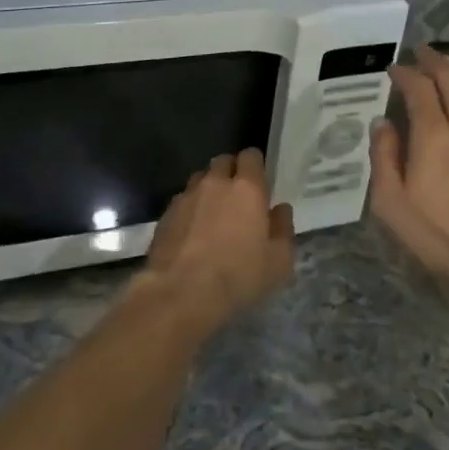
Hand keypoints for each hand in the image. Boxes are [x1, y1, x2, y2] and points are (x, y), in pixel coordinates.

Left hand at [142, 149, 294, 334]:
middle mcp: (215, 183)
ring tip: (213, 214)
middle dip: (231, 172)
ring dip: (208, 189)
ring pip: (200, 179)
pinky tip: (192, 232)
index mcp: (247, 188)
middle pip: (223, 162)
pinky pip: (182, 200)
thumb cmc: (238, 277)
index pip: (251, 156)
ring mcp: (186, 196)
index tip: (259, 181)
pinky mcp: (165, 214)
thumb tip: (280, 209)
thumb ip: (283, 228)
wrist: (181, 293)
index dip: (255, 165)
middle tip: (237, 197)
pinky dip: (190, 209)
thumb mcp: (278, 261)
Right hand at [370, 48, 448, 294]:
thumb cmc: (441, 238)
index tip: (393, 69)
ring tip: (445, 68)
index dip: (404, 73)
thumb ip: (384, 158)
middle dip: (434, 61)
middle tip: (420, 53)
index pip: (418, 88)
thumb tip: (382, 123)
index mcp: (434, 135)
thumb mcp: (392, 205)